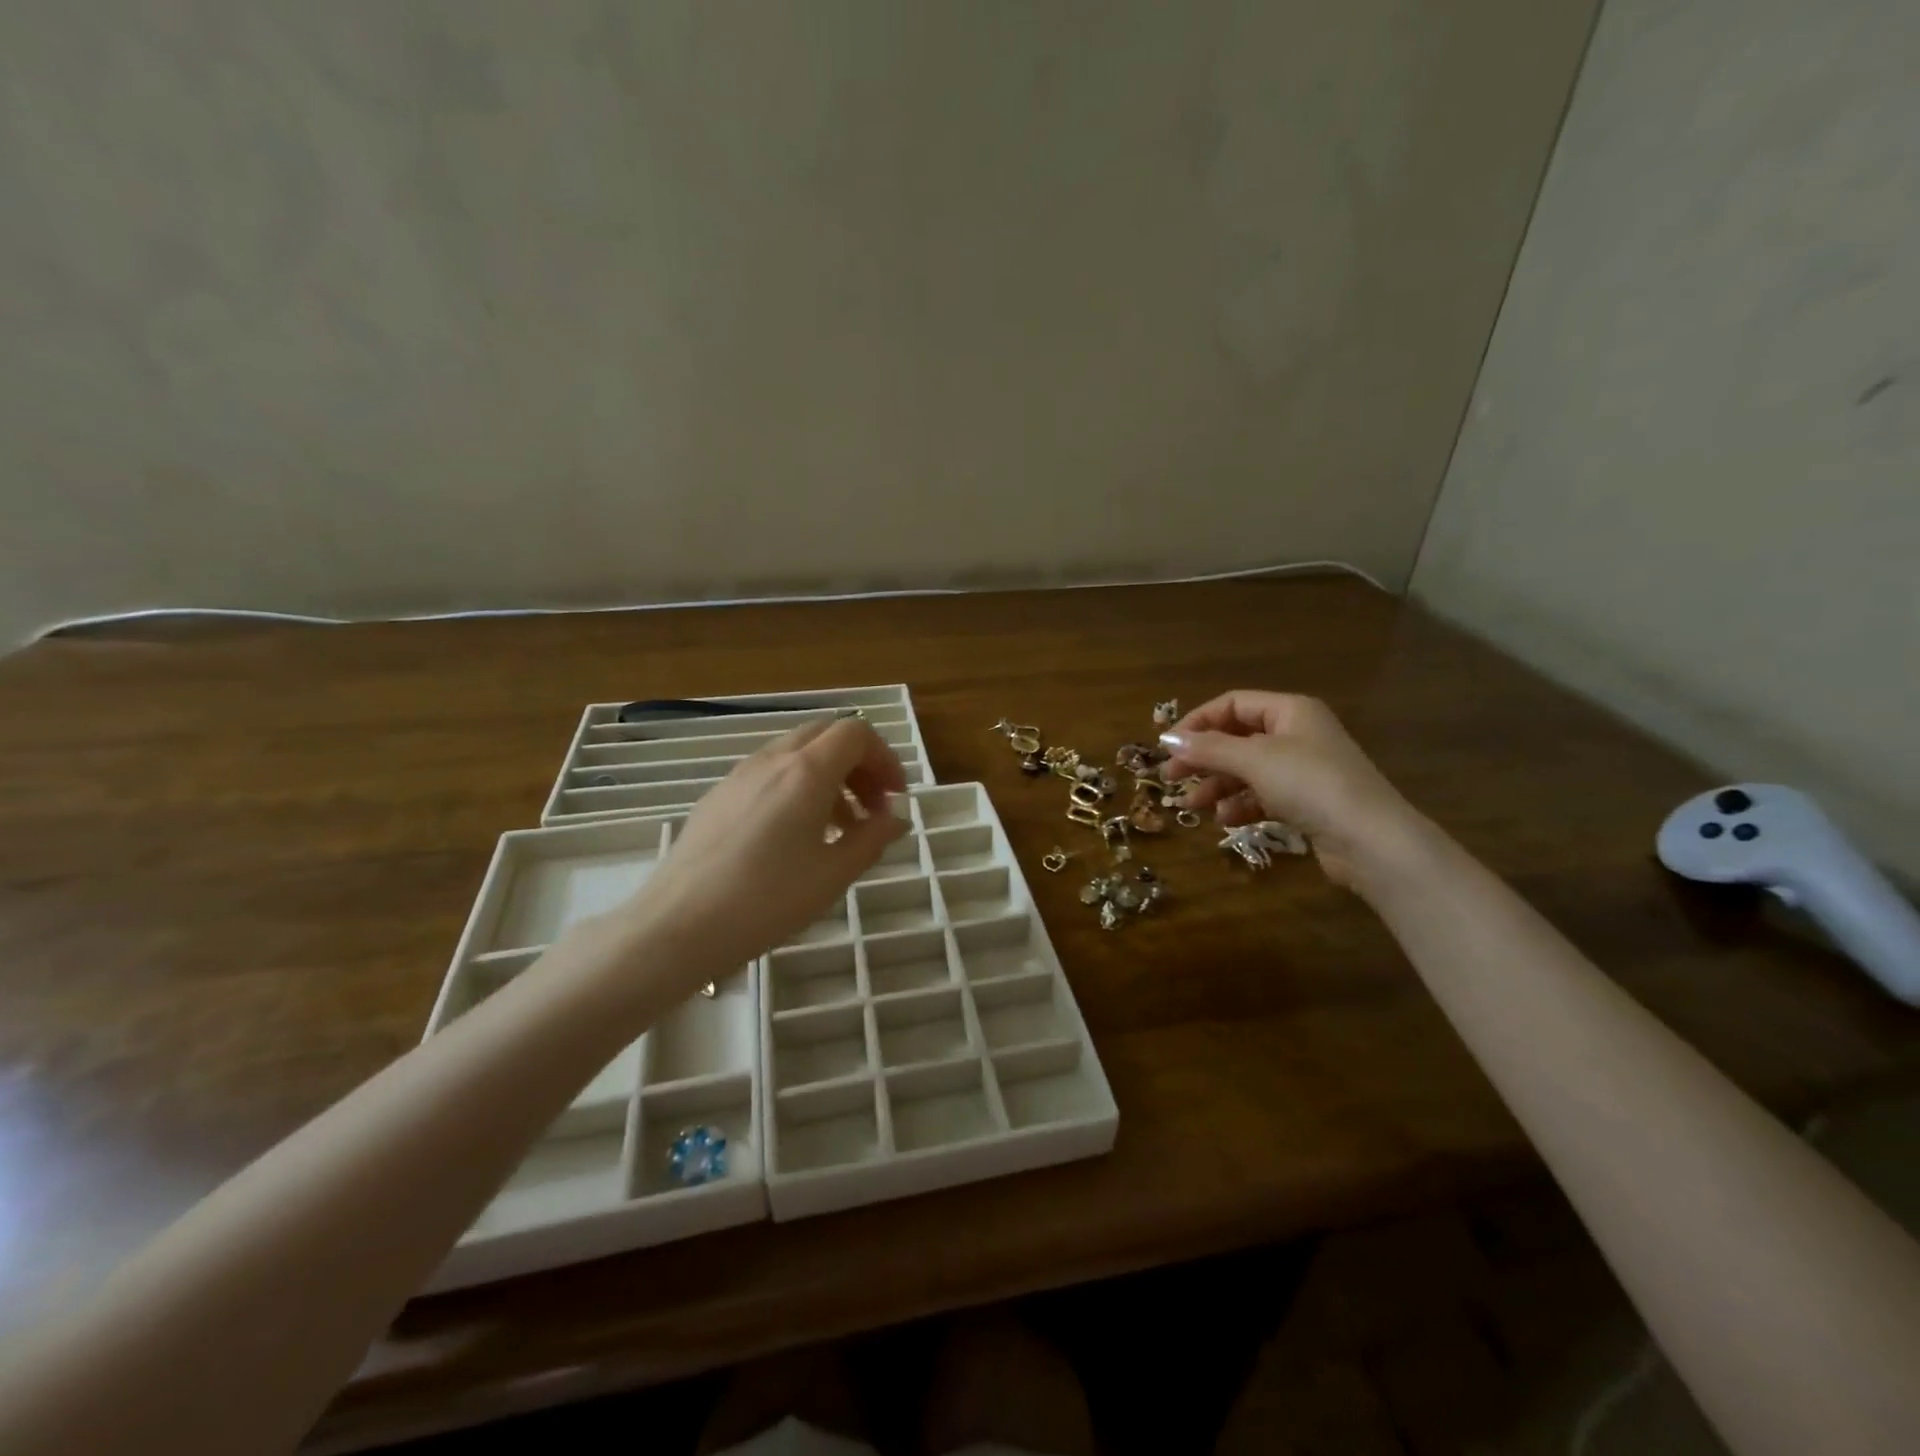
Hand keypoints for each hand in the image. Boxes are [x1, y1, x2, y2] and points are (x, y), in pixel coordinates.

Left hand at [620, 717, 908, 986]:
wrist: (679, 924)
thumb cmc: (767, 900)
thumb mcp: (834, 874)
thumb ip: (874, 837)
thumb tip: (897, 817)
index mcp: (806, 771)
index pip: (856, 733)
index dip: (885, 758)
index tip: (894, 799)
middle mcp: (772, 759)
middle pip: (827, 735)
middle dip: (858, 764)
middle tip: (871, 808)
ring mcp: (739, 775)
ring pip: (796, 753)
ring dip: (829, 777)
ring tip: (838, 828)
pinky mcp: (718, 795)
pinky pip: (769, 773)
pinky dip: (796, 787)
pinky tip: (793, 837)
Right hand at [1159, 691, 1423, 888]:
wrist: (1371, 840)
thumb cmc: (1311, 785)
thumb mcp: (1254, 760)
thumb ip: (1209, 748)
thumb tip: (1169, 740)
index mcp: (1289, 711)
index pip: (1231, 705)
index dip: (1197, 722)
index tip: (1167, 746)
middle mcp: (1296, 734)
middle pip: (1236, 739)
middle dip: (1202, 758)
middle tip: (1171, 778)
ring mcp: (1302, 770)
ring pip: (1246, 770)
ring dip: (1216, 786)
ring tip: (1193, 806)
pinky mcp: (1306, 803)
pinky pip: (1262, 796)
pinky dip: (1240, 805)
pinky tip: (1224, 819)